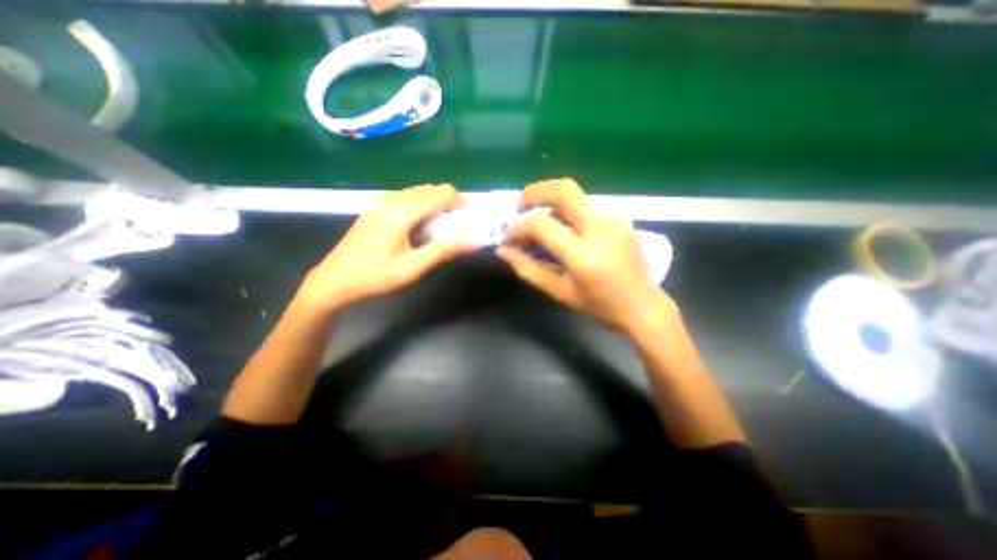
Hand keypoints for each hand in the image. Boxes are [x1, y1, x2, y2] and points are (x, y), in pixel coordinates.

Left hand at [300, 186, 472, 311]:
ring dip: (435, 206)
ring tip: (439, 230)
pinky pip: (406, 199)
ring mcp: (381, 202)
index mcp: (402, 211)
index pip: (442, 193)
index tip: (470, 219)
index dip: (461, 202)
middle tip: (456, 228)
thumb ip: (444, 251)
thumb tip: (474, 241)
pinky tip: (418, 229)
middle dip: (449, 205)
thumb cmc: (374, 276)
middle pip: (431, 190)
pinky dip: (421, 207)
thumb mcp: (412, 268)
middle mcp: (392, 199)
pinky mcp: (376, 208)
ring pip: (418, 193)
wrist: (333, 281)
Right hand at [494, 179, 673, 331]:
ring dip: (549, 206)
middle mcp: (600, 228)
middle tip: (519, 207)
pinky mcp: (619, 217)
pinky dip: (566, 213)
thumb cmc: (599, 305)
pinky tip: (564, 233)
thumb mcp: (560, 292)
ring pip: (573, 196)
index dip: (518, 228)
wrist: (643, 305)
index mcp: (583, 255)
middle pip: (563, 190)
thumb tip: (503, 251)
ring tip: (541, 229)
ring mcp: (613, 219)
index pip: (542, 225)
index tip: (510, 238)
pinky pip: (584, 206)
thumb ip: (529, 269)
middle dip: (533, 192)